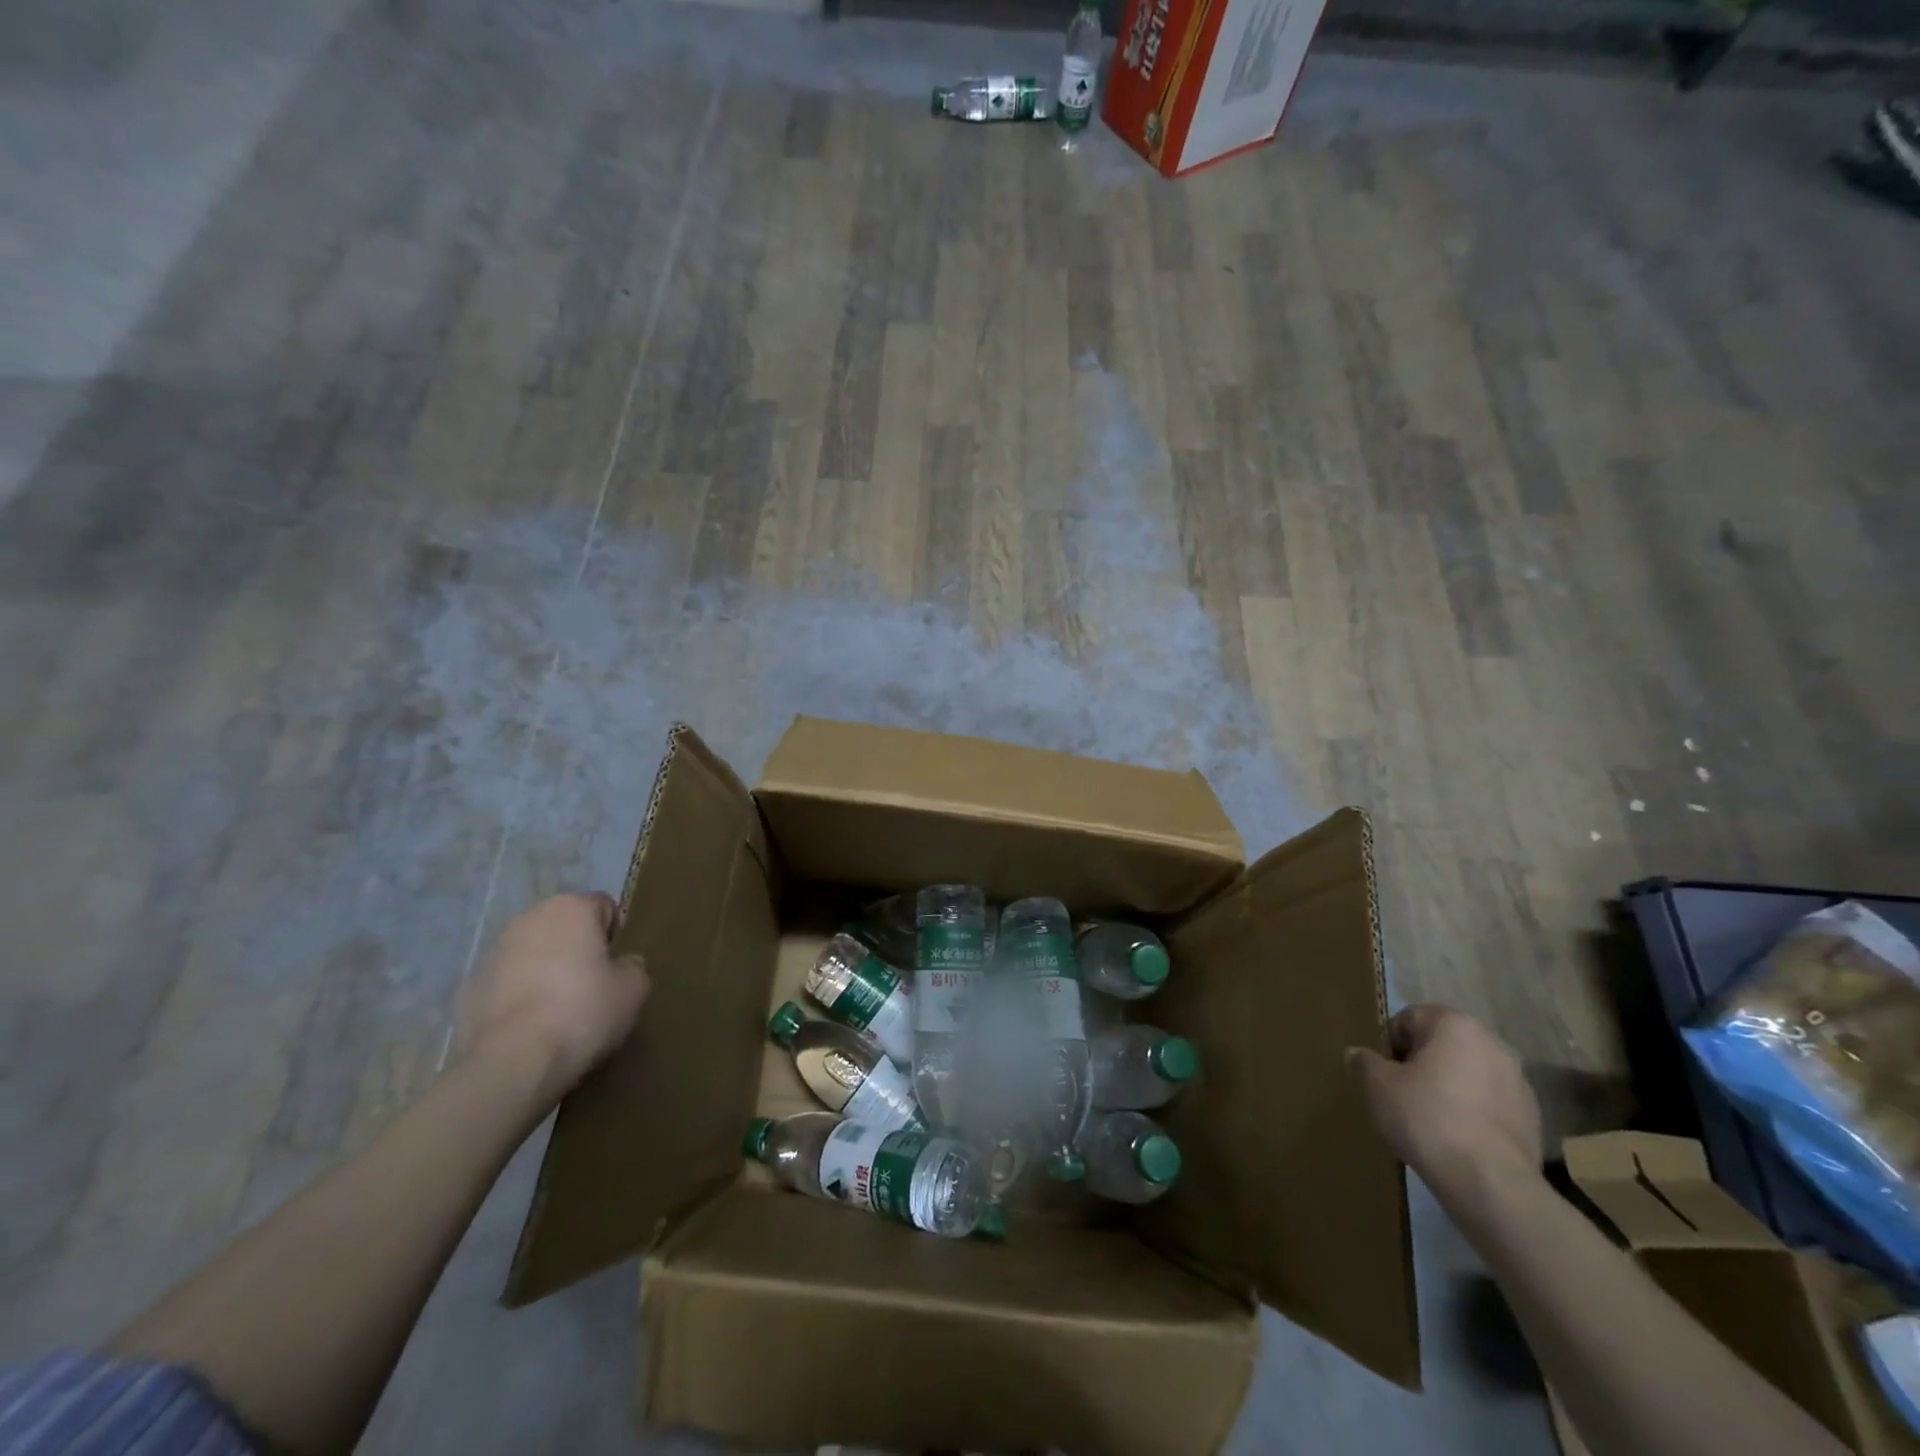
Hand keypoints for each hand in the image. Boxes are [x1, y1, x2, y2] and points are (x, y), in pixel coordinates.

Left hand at [458, 892, 648, 1102]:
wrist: (513, 1062)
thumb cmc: (584, 1011)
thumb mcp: (634, 988)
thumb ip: (633, 965)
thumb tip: (621, 964)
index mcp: (571, 908)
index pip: (605, 907)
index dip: (616, 936)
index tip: (618, 968)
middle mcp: (530, 918)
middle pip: (566, 927)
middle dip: (578, 949)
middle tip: (593, 987)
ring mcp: (494, 951)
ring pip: (534, 954)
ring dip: (547, 971)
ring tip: (560, 1011)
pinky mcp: (470, 986)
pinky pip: (509, 983)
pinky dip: (521, 996)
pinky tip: (532, 1027)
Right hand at [1349, 1005, 1541, 1200]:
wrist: (1490, 1183)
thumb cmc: (1426, 1118)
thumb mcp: (1377, 1085)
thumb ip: (1365, 1062)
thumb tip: (1357, 1054)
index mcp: (1455, 1025)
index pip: (1409, 1018)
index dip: (1389, 1044)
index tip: (1383, 1073)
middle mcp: (1492, 1043)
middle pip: (1442, 1044)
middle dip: (1421, 1064)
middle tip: (1401, 1093)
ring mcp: (1519, 1081)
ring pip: (1468, 1074)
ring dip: (1448, 1087)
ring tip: (1430, 1120)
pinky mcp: (1532, 1117)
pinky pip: (1489, 1103)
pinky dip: (1472, 1112)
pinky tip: (1457, 1138)